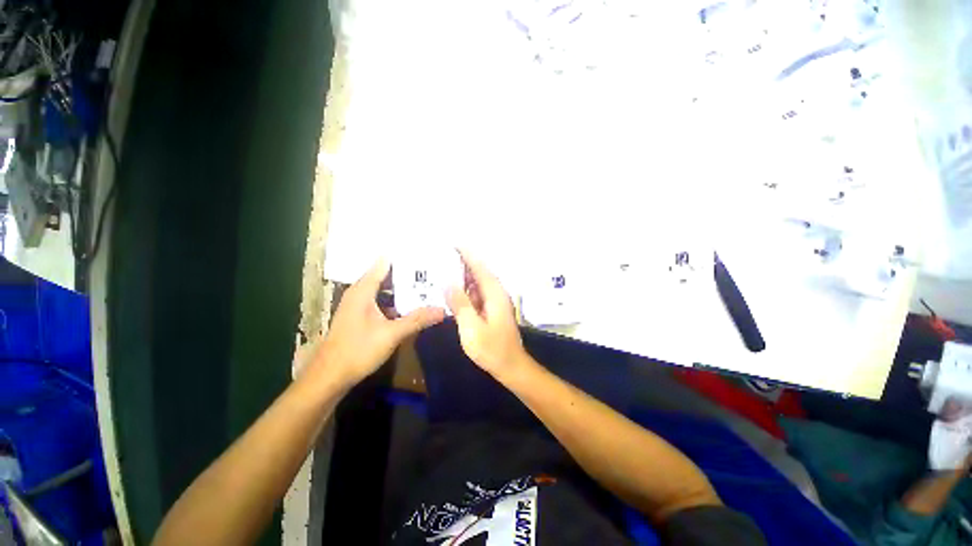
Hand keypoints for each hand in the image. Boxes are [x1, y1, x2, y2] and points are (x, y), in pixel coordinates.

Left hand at [311, 259, 444, 386]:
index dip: (403, 257)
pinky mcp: (361, 316)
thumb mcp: (392, 334)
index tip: (423, 253)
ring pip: (385, 290)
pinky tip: (412, 304)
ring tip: (427, 284)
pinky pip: (383, 301)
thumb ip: (417, 320)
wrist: (329, 377)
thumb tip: (442, 310)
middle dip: (408, 273)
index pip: (384, 263)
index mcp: (363, 290)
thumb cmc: (357, 350)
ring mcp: (360, 305)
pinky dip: (397, 301)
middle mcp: (360, 293)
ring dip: (403, 288)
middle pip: (387, 275)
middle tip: (432, 269)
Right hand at [447, 250, 529, 378]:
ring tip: (444, 268)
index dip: (467, 254)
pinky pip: (477, 294)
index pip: (479, 267)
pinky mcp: (492, 310)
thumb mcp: (471, 327)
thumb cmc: (492, 348)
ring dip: (463, 276)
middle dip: (463, 262)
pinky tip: (453, 291)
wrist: (510, 366)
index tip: (453, 243)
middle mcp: (496, 294)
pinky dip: (466, 289)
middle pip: (479, 272)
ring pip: (477, 283)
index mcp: (494, 294)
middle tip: (442, 255)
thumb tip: (448, 282)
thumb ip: (460, 304)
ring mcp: (495, 302)